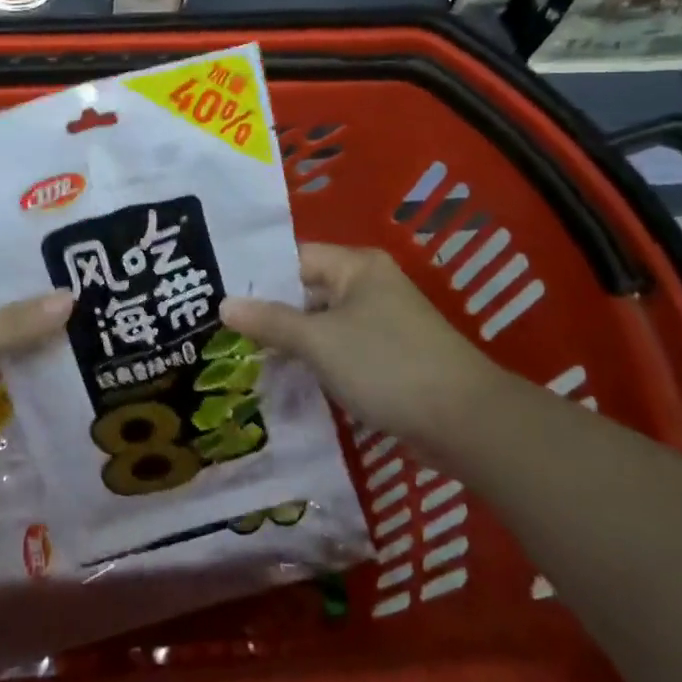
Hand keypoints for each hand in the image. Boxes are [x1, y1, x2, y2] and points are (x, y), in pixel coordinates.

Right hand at [219, 242, 500, 455]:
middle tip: (221, 330)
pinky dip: (315, 361)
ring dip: (290, 341)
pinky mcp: (389, 356)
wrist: (466, 422)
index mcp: (355, 266)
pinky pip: (339, 348)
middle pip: (306, 291)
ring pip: (321, 324)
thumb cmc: (386, 365)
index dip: (256, 277)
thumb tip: (223, 304)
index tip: (215, 294)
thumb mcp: (319, 342)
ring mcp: (381, 322)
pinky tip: (284, 378)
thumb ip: (270, 322)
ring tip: (242, 356)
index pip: (293, 258)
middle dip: (269, 313)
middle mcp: (368, 285)